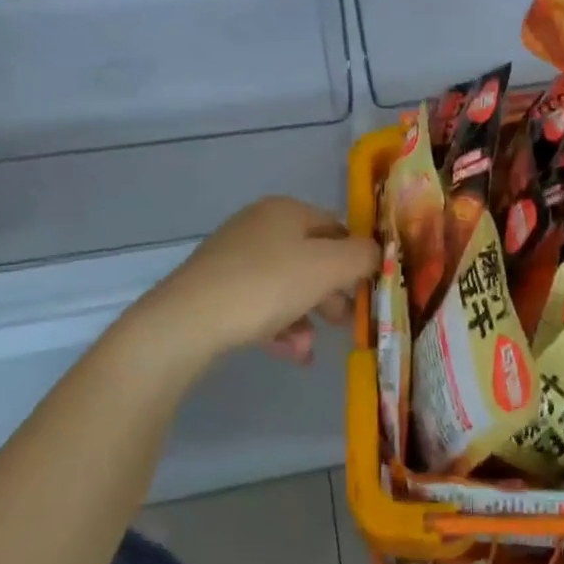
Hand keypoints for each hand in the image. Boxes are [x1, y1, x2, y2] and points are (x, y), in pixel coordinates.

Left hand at [135, 197, 379, 368]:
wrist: (185, 322)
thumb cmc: (266, 285)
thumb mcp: (327, 268)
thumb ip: (362, 256)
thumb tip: (378, 253)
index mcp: (286, 210)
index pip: (337, 227)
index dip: (358, 258)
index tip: (369, 292)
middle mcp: (259, 226)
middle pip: (312, 258)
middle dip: (333, 294)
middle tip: (347, 323)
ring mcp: (234, 257)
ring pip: (287, 285)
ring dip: (307, 316)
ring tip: (311, 349)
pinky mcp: (216, 288)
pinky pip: (260, 303)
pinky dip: (279, 326)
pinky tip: (290, 353)